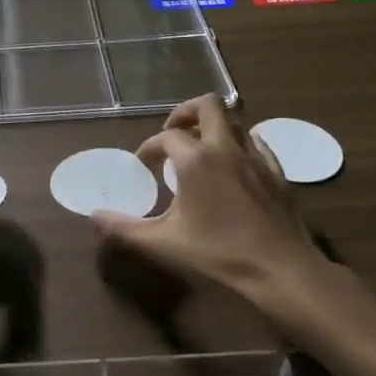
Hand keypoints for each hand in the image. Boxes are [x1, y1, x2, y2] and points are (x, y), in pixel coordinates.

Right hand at [92, 95, 331, 329]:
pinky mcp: (277, 173)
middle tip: (173, 133)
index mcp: (196, 159)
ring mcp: (256, 158)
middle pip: (208, 105)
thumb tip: (94, 217)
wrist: (281, 269)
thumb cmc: (218, 253)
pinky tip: (234, 166)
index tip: (143, 164)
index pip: (166, 137)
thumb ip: (125, 229)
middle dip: (186, 112)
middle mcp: (226, 148)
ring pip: (235, 122)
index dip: (150, 147)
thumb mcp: (164, 243)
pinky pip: (258, 144)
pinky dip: (241, 145)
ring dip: (215, 127)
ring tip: (201, 149)